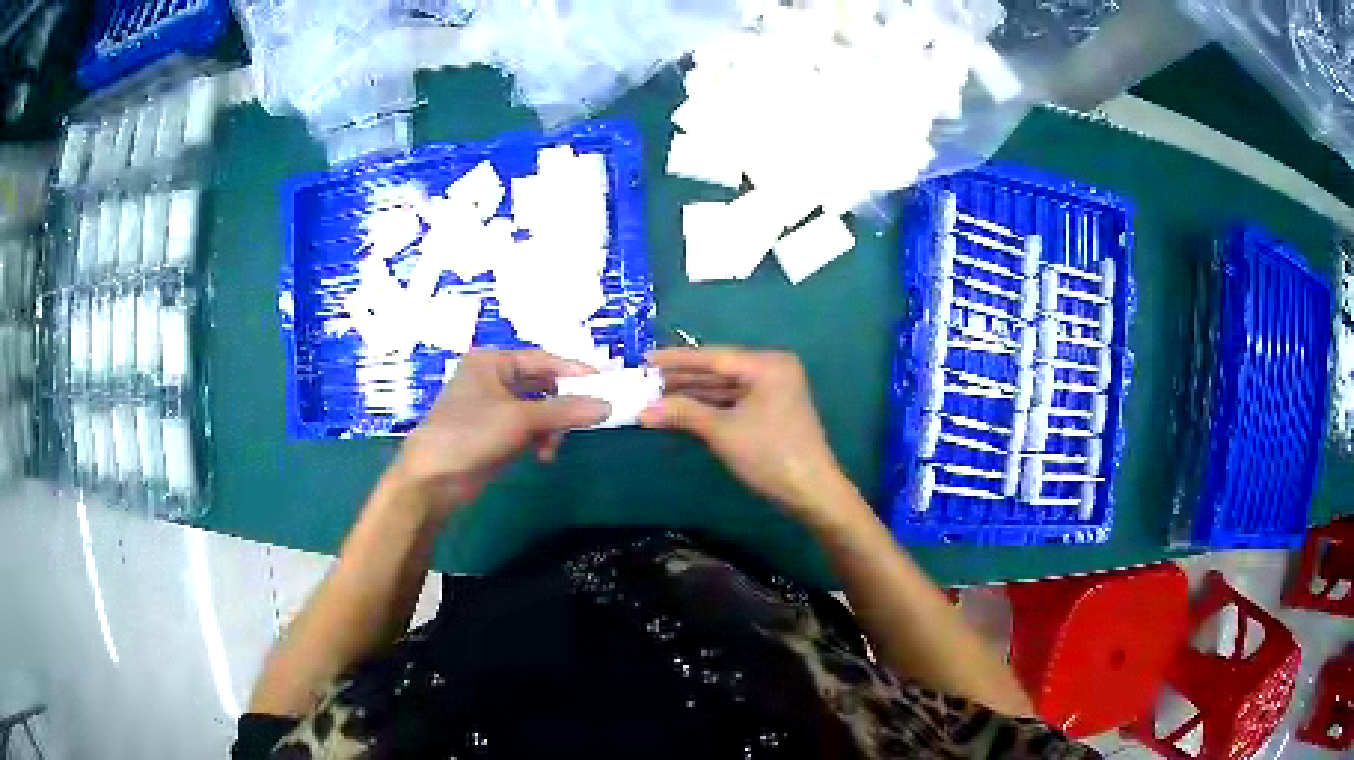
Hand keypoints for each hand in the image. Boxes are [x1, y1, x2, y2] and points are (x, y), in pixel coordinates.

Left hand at [390, 350, 609, 517]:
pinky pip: (528, 430)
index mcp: (492, 362)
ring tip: (553, 447)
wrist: (433, 478)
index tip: (604, 384)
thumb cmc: (471, 433)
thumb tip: (607, 406)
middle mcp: (492, 380)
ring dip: (551, 428)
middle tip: (588, 419)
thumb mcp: (520, 419)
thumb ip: (565, 411)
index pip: (542, 359)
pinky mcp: (493, 435)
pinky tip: (543, 456)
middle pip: (541, 386)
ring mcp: (492, 409)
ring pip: (537, 411)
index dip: (573, 372)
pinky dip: (539, 440)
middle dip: (562, 406)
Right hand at [640, 348, 847, 517]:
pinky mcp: (771, 411)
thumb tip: (643, 410)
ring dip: (693, 395)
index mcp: (767, 365)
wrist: (811, 492)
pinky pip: (734, 402)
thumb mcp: (722, 432)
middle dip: (682, 379)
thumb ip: (683, 413)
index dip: (676, 360)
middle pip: (719, 371)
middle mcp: (772, 370)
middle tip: (645, 380)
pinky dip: (709, 407)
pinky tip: (682, 410)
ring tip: (656, 396)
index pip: (713, 358)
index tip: (646, 358)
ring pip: (725, 388)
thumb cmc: (769, 455)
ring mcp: (774, 391)